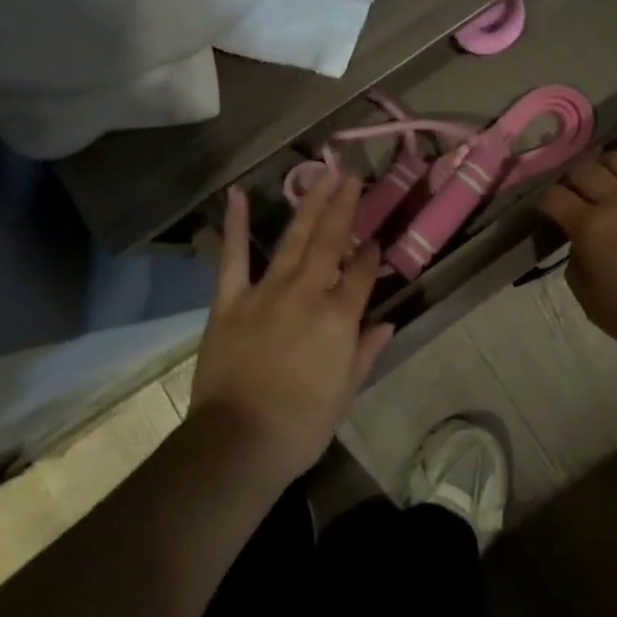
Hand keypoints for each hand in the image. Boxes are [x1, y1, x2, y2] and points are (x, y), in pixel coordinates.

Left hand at [189, 174, 393, 484]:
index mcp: (339, 318)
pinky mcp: (230, 300)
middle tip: (352, 177)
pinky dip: (237, 225)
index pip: (363, 274)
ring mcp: (267, 292)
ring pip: (294, 239)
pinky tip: (239, 195)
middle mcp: (307, 293)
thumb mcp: (346, 392)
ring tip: (323, 176)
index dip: (372, 254)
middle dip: (344, 207)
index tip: (377, 237)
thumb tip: (386, 323)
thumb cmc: (301, 424)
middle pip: (330, 242)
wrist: (239, 441)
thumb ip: (366, 351)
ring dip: (310, 205)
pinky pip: (234, 257)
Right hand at [539, 125, 616, 373]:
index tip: (548, 211)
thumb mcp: (590, 302)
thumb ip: (576, 264)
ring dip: (607, 162)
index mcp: (590, 227)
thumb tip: (578, 242)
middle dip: (573, 179)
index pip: (554, 198)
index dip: (546, 202)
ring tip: (607, 172)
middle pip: (585, 170)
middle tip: (575, 192)